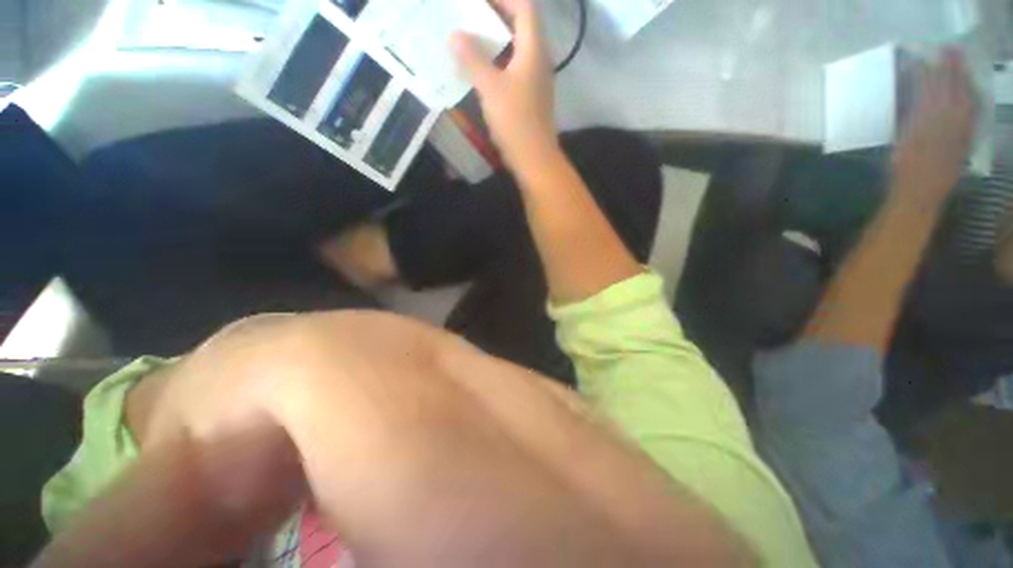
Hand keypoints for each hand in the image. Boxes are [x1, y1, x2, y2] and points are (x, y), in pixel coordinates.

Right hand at [452, 0, 557, 169]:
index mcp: (533, 50)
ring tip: (472, 39)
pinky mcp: (532, 98)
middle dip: (497, 16)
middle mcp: (539, 61)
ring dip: (497, 41)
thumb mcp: (490, 87)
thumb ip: (472, 59)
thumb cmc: (515, 121)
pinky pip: (516, 70)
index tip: (479, 0)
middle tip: (471, 15)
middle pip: (522, 26)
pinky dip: (500, 63)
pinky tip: (483, 71)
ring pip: (518, 50)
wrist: (534, 159)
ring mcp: (537, 81)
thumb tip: (455, 35)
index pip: (525, 7)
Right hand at [893, 49, 977, 204]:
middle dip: (950, 68)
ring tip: (960, 63)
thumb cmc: (903, 169)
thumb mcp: (901, 141)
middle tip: (948, 49)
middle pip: (951, 88)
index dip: (928, 70)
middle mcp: (948, 118)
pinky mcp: (966, 137)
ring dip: (963, 79)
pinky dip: (972, 98)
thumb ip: (910, 116)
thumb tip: (913, 96)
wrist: (921, 193)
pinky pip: (973, 112)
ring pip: (965, 96)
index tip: (922, 56)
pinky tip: (972, 91)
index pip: (930, 88)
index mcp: (927, 119)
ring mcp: (960, 127)